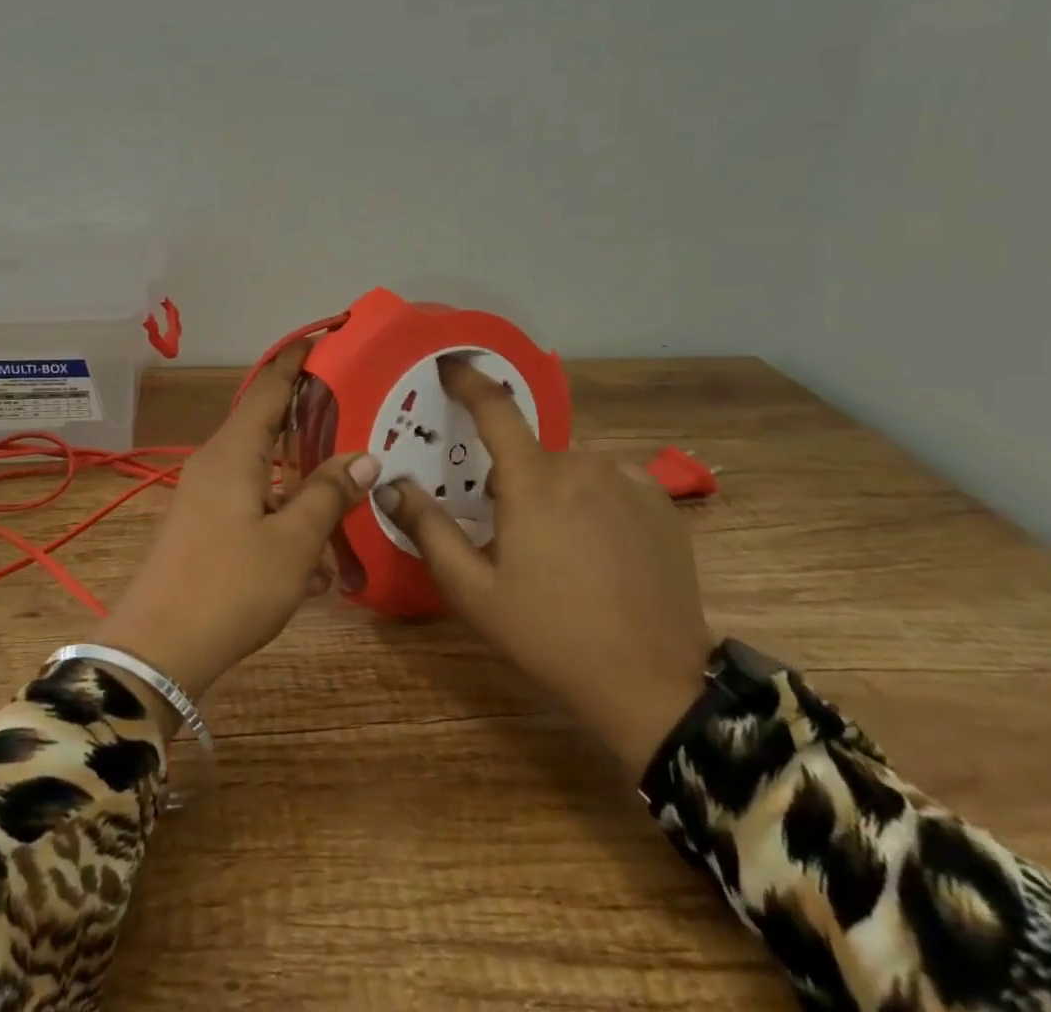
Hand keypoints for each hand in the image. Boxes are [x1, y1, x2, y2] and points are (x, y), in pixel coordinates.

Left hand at [97, 342, 378, 706]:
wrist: (157, 650)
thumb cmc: (229, 586)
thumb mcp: (292, 542)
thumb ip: (328, 495)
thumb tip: (365, 457)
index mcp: (234, 452)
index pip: (269, 387)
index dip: (297, 361)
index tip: (327, 338)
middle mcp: (216, 463)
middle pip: (268, 425)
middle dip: (310, 419)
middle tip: (357, 412)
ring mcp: (206, 497)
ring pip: (264, 472)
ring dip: (303, 482)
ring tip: (348, 490)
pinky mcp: (204, 528)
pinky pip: (253, 507)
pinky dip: (285, 520)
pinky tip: (318, 566)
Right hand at [377, 358, 713, 776]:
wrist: (653, 685)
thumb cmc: (550, 635)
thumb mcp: (473, 591)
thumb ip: (429, 530)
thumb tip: (391, 486)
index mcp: (533, 482)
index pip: (494, 409)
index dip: (468, 381)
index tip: (449, 365)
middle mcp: (582, 467)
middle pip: (531, 454)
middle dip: (512, 481)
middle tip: (510, 534)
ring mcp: (628, 483)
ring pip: (571, 468)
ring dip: (554, 490)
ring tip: (558, 549)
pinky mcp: (660, 504)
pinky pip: (611, 481)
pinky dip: (594, 498)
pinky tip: (598, 545)